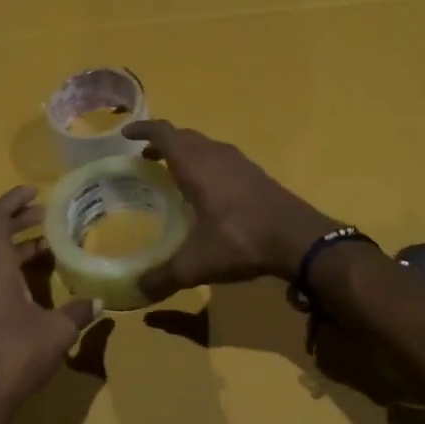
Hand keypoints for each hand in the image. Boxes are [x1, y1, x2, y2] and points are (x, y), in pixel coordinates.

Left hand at [0, 186, 99, 423]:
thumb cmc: (16, 353)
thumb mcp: (57, 330)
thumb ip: (79, 311)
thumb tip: (99, 303)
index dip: (13, 199)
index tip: (36, 191)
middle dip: (18, 220)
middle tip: (47, 216)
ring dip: (16, 247)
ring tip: (48, 246)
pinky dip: (11, 267)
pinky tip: (36, 281)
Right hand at [122, 120, 336, 300]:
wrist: (299, 239)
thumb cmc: (240, 240)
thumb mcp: (196, 263)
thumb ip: (163, 277)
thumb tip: (136, 292)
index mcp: (196, 165)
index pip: (164, 134)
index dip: (143, 131)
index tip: (125, 135)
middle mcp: (216, 156)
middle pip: (185, 137)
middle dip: (163, 142)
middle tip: (144, 158)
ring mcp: (240, 164)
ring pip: (206, 147)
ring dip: (187, 153)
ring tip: (172, 172)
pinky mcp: (257, 176)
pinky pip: (223, 161)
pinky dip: (206, 166)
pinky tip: (207, 192)